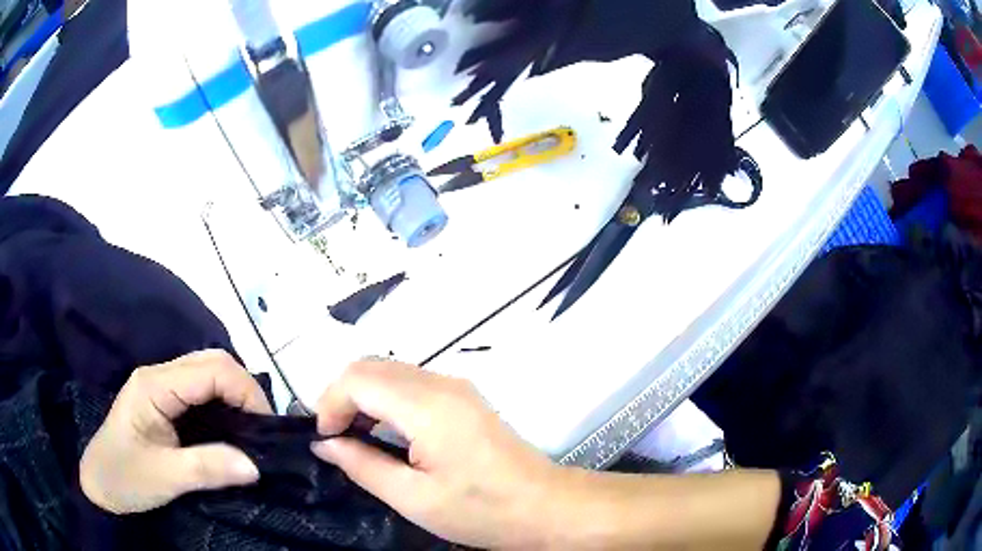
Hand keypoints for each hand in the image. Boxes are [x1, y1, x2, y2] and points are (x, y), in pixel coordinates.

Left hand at [80, 350, 272, 513]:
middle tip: (264, 430)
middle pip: (212, 361)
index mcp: (154, 385)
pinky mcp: (165, 401)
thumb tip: (257, 466)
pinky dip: (224, 405)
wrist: (100, 485)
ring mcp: (161, 386)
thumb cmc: (125, 478)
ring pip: (209, 373)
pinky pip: (202, 391)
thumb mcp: (165, 478)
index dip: (245, 392)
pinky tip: (232, 430)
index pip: (211, 369)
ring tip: (253, 431)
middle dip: (245, 390)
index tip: (268, 430)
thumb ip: (208, 468)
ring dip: (236, 396)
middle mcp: (159, 375)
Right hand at [312, 361, 560, 548]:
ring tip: (354, 438)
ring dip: (362, 397)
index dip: (329, 403)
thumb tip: (325, 444)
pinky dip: (385, 400)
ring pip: (389, 371)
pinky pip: (410, 384)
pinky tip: (385, 432)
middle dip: (342, 397)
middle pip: (371, 367)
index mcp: (427, 406)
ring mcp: (456, 386)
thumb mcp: (414, 498)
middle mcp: (441, 383)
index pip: (357, 378)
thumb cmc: (482, 511)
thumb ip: (362, 466)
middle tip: (335, 439)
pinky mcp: (464, 397)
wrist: (546, 506)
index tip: (325, 440)